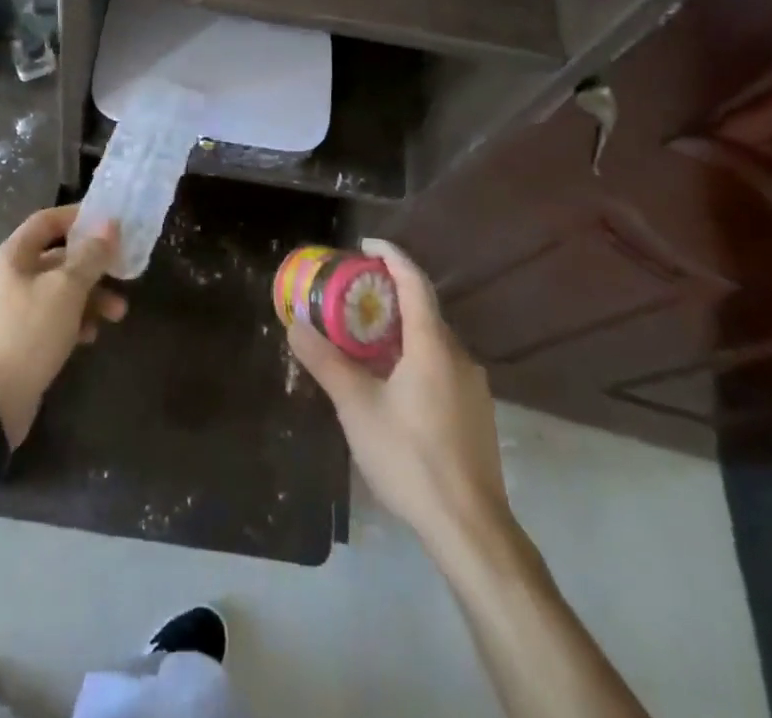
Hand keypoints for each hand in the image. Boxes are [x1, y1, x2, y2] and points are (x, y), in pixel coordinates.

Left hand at [0, 205, 127, 448]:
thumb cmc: (29, 333)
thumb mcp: (66, 289)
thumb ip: (90, 256)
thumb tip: (109, 225)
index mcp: (13, 256)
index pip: (46, 220)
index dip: (78, 216)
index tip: (109, 223)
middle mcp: (10, 277)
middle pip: (57, 258)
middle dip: (93, 266)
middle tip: (122, 273)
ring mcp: (13, 309)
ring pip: (59, 291)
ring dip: (90, 298)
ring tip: (117, 314)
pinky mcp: (20, 339)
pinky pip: (52, 318)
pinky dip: (74, 322)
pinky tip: (90, 337)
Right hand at [288, 238, 511, 549]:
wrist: (471, 527)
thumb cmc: (410, 457)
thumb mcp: (357, 408)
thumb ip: (326, 362)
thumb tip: (295, 325)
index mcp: (431, 345)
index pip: (414, 281)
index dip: (391, 255)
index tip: (365, 244)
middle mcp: (458, 355)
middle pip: (424, 309)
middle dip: (390, 293)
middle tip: (353, 294)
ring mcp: (472, 385)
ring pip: (433, 339)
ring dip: (401, 327)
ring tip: (366, 337)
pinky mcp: (476, 412)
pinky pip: (441, 364)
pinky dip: (415, 354)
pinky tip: (393, 381)